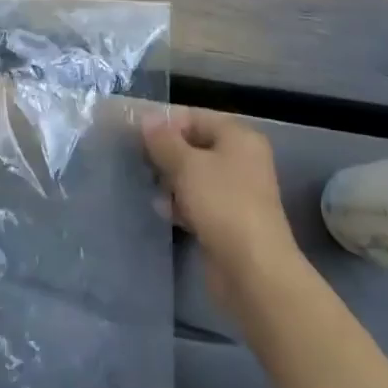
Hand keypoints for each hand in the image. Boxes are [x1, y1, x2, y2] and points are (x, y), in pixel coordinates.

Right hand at [143, 109, 303, 306]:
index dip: (165, 123)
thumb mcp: (186, 165)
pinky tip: (165, 211)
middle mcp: (241, 159)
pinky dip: (182, 203)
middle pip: (194, 146)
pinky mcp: (229, 220)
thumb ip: (164, 140)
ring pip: (194, 175)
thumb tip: (148, 118)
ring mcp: (237, 191)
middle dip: (166, 153)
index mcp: (239, 137)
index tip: (135, 134)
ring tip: (152, 188)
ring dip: (171, 180)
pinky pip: (199, 201)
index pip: (195, 117)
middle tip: (139, 161)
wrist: (253, 270)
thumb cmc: (221, 204)